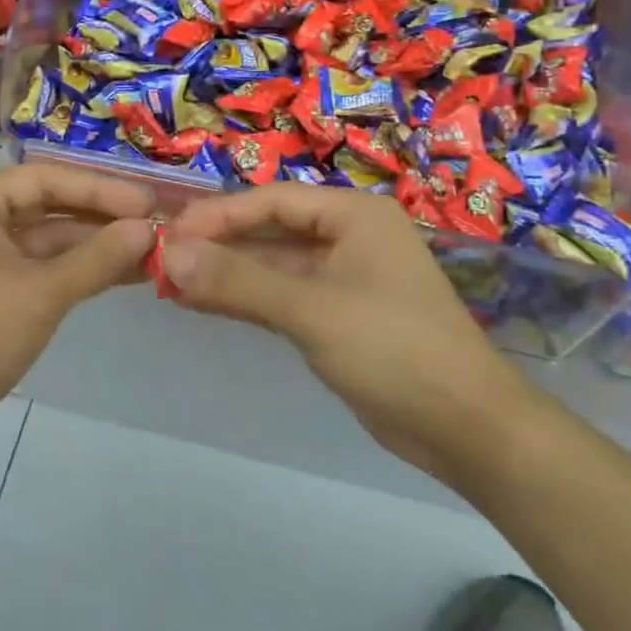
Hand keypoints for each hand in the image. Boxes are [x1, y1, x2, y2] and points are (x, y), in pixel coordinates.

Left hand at [0, 165, 154, 461]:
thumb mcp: (39, 294)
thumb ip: (97, 258)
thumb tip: (146, 229)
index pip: (47, 178)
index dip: (101, 189)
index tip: (149, 203)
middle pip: (48, 206)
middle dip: (101, 218)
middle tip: (155, 225)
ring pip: (46, 240)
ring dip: (94, 247)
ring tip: (149, 252)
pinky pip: (37, 268)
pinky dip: (75, 272)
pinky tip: (120, 275)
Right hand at [163, 186, 528, 479]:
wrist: (467, 429)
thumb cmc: (395, 349)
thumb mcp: (312, 310)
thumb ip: (240, 281)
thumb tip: (171, 254)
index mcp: (353, 215)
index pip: (273, 201)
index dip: (219, 214)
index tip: (170, 233)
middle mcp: (348, 236)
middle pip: (271, 230)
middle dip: (219, 244)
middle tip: (163, 258)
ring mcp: (343, 278)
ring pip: (273, 265)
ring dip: (227, 273)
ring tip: (170, 281)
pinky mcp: (337, 316)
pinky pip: (283, 296)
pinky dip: (246, 299)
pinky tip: (203, 303)